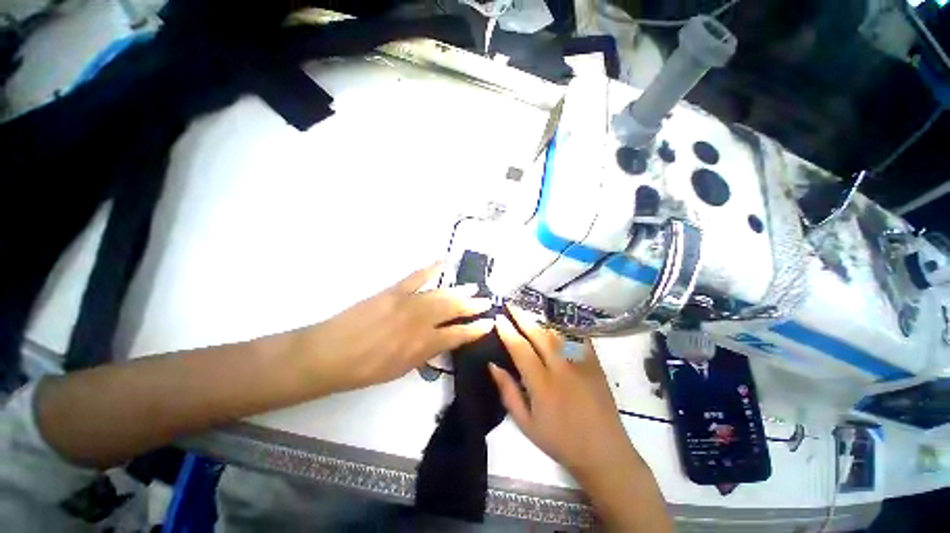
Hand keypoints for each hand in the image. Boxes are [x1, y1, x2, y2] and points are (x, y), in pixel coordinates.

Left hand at [291, 263, 493, 393]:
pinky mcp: (393, 291)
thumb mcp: (400, 370)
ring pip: (440, 294)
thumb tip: (441, 341)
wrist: (329, 354)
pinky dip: (431, 268)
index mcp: (422, 345)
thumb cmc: (365, 369)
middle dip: (472, 306)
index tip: (489, 324)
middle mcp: (420, 322)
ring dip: (459, 291)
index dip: (475, 330)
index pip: (457, 335)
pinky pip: (416, 277)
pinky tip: (444, 261)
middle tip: (487, 301)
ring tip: (474, 288)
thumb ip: (425, 354)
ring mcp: (407, 303)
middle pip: (452, 310)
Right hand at [490, 307, 671, 531]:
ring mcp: (581, 364)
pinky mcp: (595, 364)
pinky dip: (566, 328)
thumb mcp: (526, 424)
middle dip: (523, 317)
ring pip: (558, 333)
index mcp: (542, 384)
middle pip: (539, 335)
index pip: (520, 349)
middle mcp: (561, 368)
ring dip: (541, 320)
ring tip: (529, 311)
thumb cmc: (560, 441)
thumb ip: (508, 392)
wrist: (604, 453)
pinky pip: (579, 338)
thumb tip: (492, 365)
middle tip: (511, 305)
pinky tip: (557, 321)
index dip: (507, 331)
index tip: (498, 318)